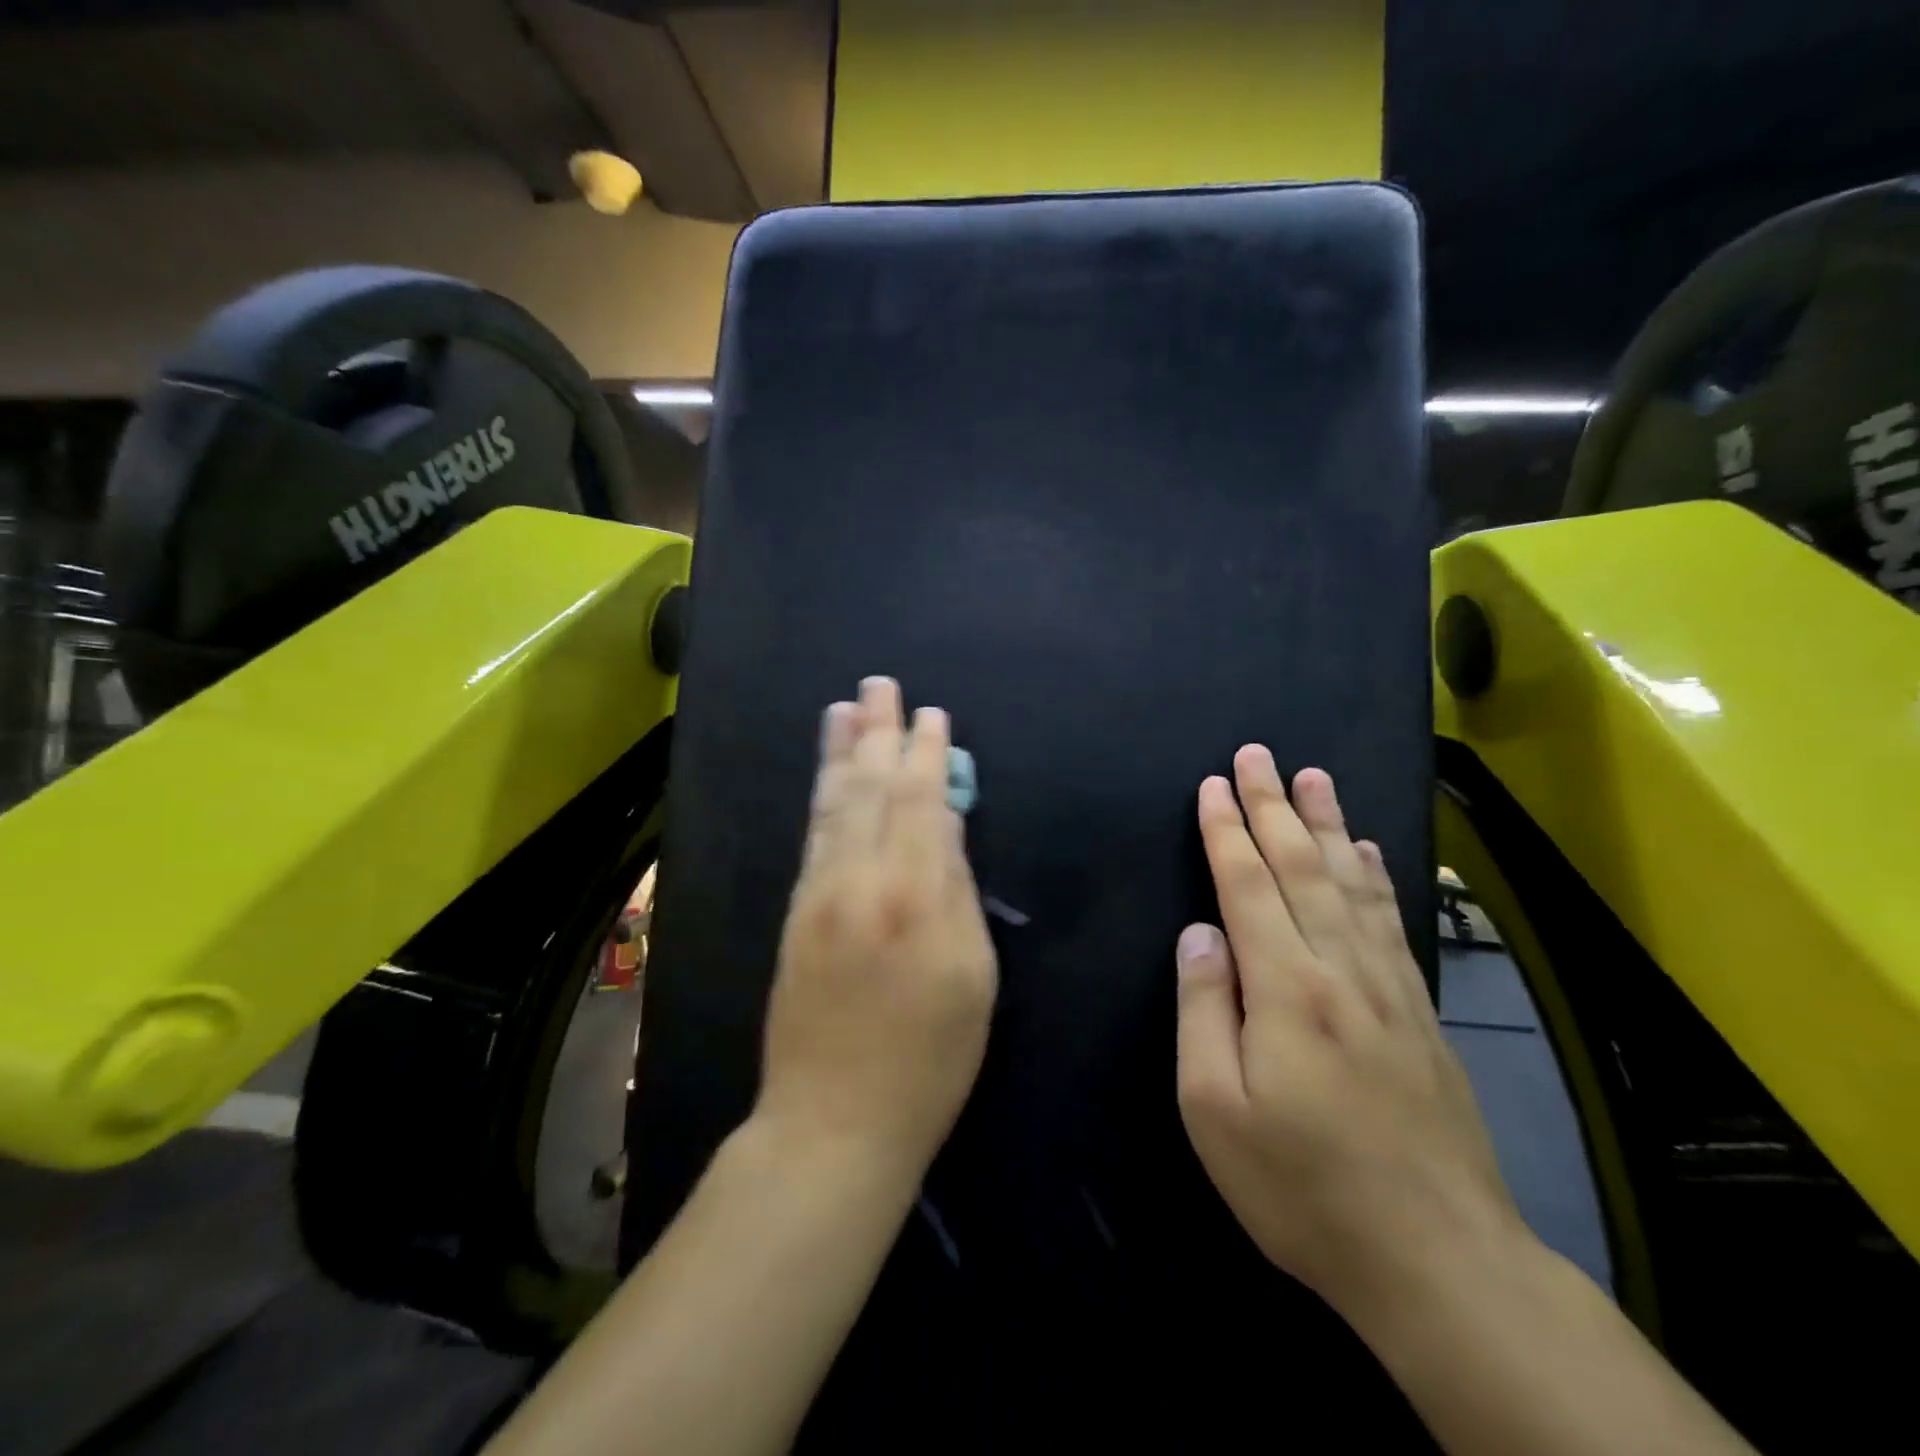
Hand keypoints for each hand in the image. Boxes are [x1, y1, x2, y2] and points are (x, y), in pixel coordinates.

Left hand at [756, 676, 998, 1178]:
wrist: (833, 1122)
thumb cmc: (929, 1059)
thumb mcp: (973, 977)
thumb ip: (957, 891)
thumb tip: (943, 824)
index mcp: (914, 897)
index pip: (920, 802)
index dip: (927, 754)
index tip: (932, 714)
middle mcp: (859, 881)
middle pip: (870, 789)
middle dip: (878, 732)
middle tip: (880, 684)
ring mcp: (819, 893)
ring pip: (833, 804)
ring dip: (841, 751)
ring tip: (844, 707)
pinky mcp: (795, 912)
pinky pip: (812, 835)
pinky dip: (820, 794)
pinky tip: (826, 772)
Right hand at [1174, 746, 1523, 1317]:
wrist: (1438, 1259)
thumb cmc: (1301, 1186)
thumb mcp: (1214, 1110)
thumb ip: (1203, 1009)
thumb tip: (1200, 934)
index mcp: (1285, 989)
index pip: (1247, 885)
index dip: (1226, 830)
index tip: (1212, 785)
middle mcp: (1340, 970)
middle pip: (1301, 867)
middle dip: (1274, 805)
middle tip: (1258, 754)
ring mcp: (1387, 987)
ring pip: (1351, 883)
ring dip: (1327, 824)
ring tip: (1315, 776)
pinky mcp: (1418, 1012)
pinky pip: (1391, 921)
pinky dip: (1375, 875)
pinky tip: (1368, 851)